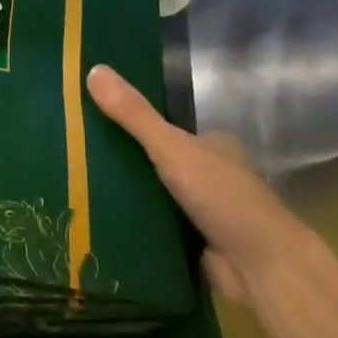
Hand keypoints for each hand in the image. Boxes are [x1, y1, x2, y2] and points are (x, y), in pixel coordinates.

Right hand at [86, 64, 308, 302]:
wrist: (260, 267)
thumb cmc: (222, 197)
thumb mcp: (172, 147)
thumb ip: (134, 115)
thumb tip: (93, 69)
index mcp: (211, 145)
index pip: (164, 129)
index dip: (131, 125)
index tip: (92, 123)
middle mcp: (210, 175)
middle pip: (157, 163)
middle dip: (125, 164)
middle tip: (77, 159)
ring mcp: (203, 212)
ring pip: (155, 197)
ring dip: (128, 197)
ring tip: (77, 189)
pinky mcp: (195, 245)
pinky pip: (156, 229)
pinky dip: (135, 227)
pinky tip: (101, 223)